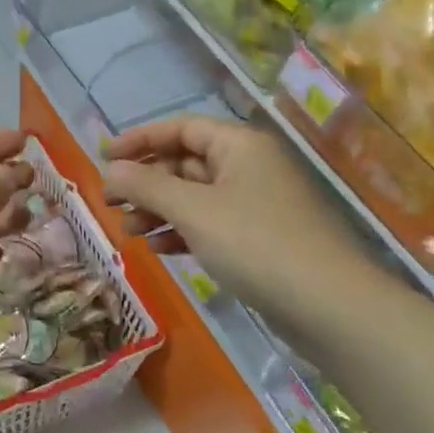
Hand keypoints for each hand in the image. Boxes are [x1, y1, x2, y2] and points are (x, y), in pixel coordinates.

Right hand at [103, 116, 373, 323]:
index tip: (104, 158)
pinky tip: (160, 249)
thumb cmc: (256, 244)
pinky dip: (183, 231)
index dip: (140, 140)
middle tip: (110, 203)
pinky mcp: (260, 238)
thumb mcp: (193, 211)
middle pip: (187, 162)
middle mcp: (250, 167)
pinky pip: (212, 224)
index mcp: (240, 145)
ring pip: (196, 196)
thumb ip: (147, 186)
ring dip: (160, 210)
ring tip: (129, 231)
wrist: (329, 305)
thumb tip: (110, 169)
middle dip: (147, 181)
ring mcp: (257, 204)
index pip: (181, 128)